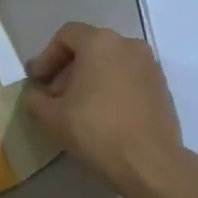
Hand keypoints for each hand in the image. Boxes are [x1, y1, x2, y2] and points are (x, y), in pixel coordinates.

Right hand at [22, 22, 185, 189]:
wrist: (148, 161)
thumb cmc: (96, 130)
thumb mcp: (51, 117)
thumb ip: (35, 98)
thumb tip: (35, 94)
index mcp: (100, 42)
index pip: (66, 35)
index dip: (46, 57)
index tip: (37, 82)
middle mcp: (129, 44)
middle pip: (89, 48)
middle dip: (67, 70)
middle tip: (54, 97)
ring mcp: (150, 65)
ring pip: (110, 63)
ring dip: (90, 80)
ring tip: (78, 109)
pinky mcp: (162, 86)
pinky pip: (128, 78)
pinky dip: (111, 88)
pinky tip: (103, 116)